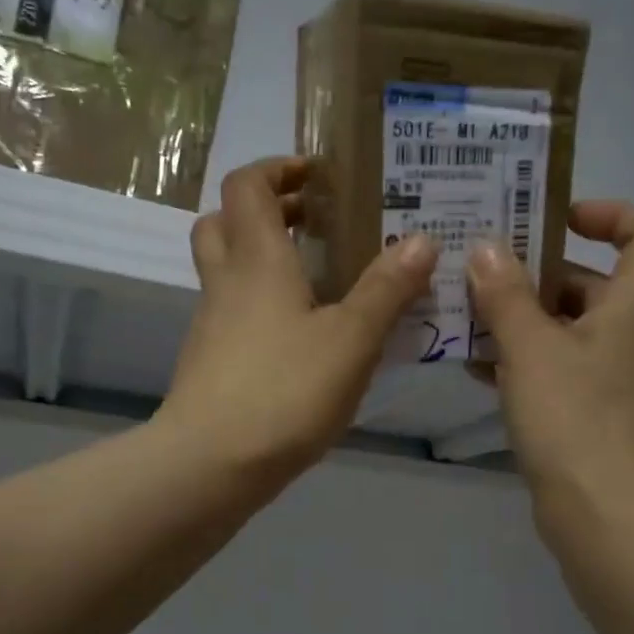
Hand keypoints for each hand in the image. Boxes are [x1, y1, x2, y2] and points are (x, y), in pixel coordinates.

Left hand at [159, 157, 437, 487]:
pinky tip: (303, 337)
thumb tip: (422, 239)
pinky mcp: (210, 362)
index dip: (278, 169)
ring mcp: (211, 324)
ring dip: (264, 258)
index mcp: (257, 259)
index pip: (248, 185)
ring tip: (320, 279)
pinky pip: (233, 312)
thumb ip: (387, 290)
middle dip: (267, 210)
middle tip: (316, 223)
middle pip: (225, 221)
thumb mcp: (351, 339)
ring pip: (226, 269)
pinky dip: (262, 304)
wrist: (210, 464)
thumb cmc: (284, 390)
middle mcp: (226, 282)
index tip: (319, 176)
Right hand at [466, 201, 633, 544]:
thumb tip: (488, 247)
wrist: (606, 517)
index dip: (614, 214)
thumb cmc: (575, 419)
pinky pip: (561, 371)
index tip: (559, 219)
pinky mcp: (597, 416)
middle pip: (594, 285)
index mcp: (633, 308)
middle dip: (539, 275)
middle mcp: (633, 337)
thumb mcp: (530, 348)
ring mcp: (617, 380)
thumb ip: (506, 294)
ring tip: (468, 322)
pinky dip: (525, 363)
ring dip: (523, 321)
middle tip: (483, 274)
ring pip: (569, 331)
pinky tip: (479, 371)